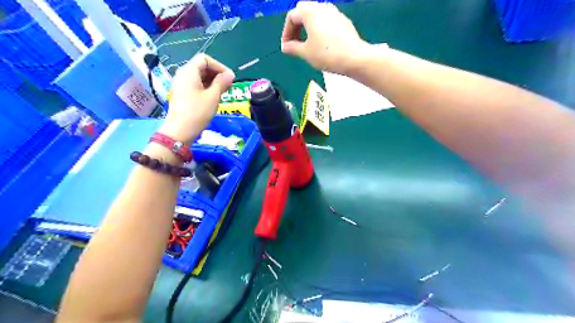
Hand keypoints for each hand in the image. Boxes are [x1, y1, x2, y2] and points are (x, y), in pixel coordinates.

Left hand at [159, 53, 233, 143]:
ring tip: (223, 92)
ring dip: (213, 81)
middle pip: (202, 67)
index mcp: (189, 71)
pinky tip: (213, 97)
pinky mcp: (182, 94)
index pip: (205, 59)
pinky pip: (195, 85)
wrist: (180, 131)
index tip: (230, 78)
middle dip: (217, 74)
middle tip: (229, 86)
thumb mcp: (213, 97)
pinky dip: (206, 87)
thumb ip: (222, 83)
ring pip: (199, 76)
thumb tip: (230, 74)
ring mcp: (181, 84)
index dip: (219, 66)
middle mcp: (183, 74)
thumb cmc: (198, 112)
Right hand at [283, 1, 367, 73]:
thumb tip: (285, 47)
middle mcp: (322, 7)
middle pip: (304, 11)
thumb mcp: (306, 53)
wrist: (354, 57)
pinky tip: (322, 43)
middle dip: (297, 26)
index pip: (291, 17)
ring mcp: (335, 13)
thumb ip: (292, 48)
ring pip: (316, 15)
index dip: (286, 32)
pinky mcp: (344, 21)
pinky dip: (320, 29)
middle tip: (295, 42)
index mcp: (310, 12)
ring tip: (308, 43)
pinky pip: (327, 21)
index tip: (286, 47)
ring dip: (308, 27)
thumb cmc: (327, 54)